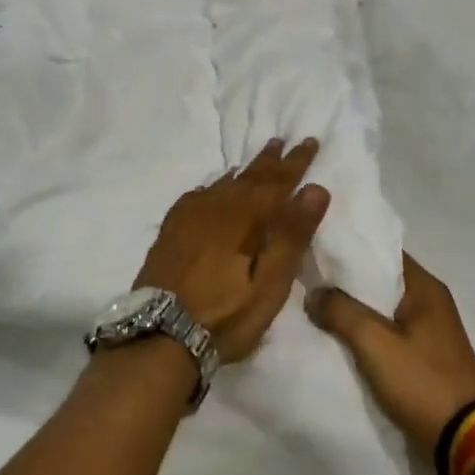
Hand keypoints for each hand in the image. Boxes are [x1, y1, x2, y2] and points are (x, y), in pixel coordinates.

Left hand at [134, 140, 330, 363]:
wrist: (160, 334)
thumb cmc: (225, 315)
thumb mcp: (269, 284)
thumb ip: (291, 235)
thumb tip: (315, 189)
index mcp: (245, 218)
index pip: (277, 182)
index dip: (296, 163)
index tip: (310, 141)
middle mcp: (217, 208)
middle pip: (249, 177)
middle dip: (270, 160)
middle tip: (282, 140)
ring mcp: (190, 217)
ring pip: (224, 183)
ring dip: (244, 170)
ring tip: (257, 158)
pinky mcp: (172, 231)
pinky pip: (198, 195)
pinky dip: (214, 186)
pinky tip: (214, 188)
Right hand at [307, 255, 474, 465]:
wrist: (466, 442)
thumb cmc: (423, 382)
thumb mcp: (375, 343)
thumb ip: (341, 311)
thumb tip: (313, 293)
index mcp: (426, 288)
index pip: (381, 251)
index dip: (348, 248)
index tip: (315, 247)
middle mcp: (430, 302)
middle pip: (379, 280)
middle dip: (345, 281)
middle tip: (306, 278)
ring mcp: (428, 332)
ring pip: (381, 310)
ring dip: (353, 310)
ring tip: (314, 306)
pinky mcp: (423, 358)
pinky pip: (386, 335)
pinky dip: (364, 334)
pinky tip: (336, 338)